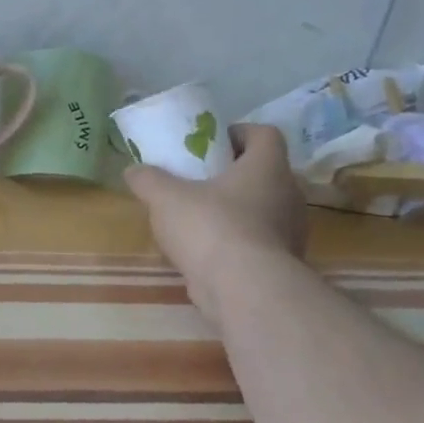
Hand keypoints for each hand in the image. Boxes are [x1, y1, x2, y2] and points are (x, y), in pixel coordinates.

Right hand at [125, 123, 307, 311]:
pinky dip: (237, 240)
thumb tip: (133, 170)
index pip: (266, 134)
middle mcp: (288, 194)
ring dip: (236, 208)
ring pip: (263, 208)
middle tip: (200, 179)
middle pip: (265, 172)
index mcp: (267, 167)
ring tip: (199, 217)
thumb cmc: (210, 227)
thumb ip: (148, 179)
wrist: (244, 290)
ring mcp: (290, 231)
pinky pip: (259, 240)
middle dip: (233, 173)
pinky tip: (207, 250)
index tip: (212, 143)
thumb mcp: (165, 197)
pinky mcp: (283, 262)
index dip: (240, 132)